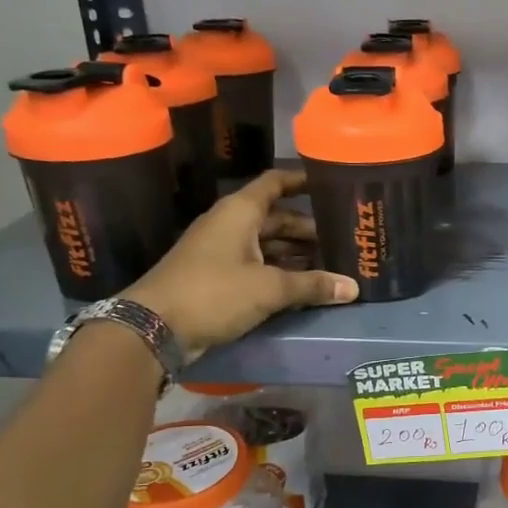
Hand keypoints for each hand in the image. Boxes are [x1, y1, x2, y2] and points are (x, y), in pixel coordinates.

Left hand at [123, 170, 357, 356]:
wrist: (154, 327)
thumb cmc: (213, 292)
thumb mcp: (269, 288)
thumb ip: (312, 285)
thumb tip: (353, 288)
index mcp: (240, 213)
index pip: (275, 183)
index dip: (302, 181)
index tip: (330, 183)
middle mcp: (231, 225)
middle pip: (276, 218)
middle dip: (308, 228)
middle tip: (342, 238)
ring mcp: (222, 252)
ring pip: (267, 245)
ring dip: (296, 253)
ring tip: (331, 263)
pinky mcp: (218, 278)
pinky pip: (257, 266)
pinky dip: (280, 272)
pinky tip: (304, 285)